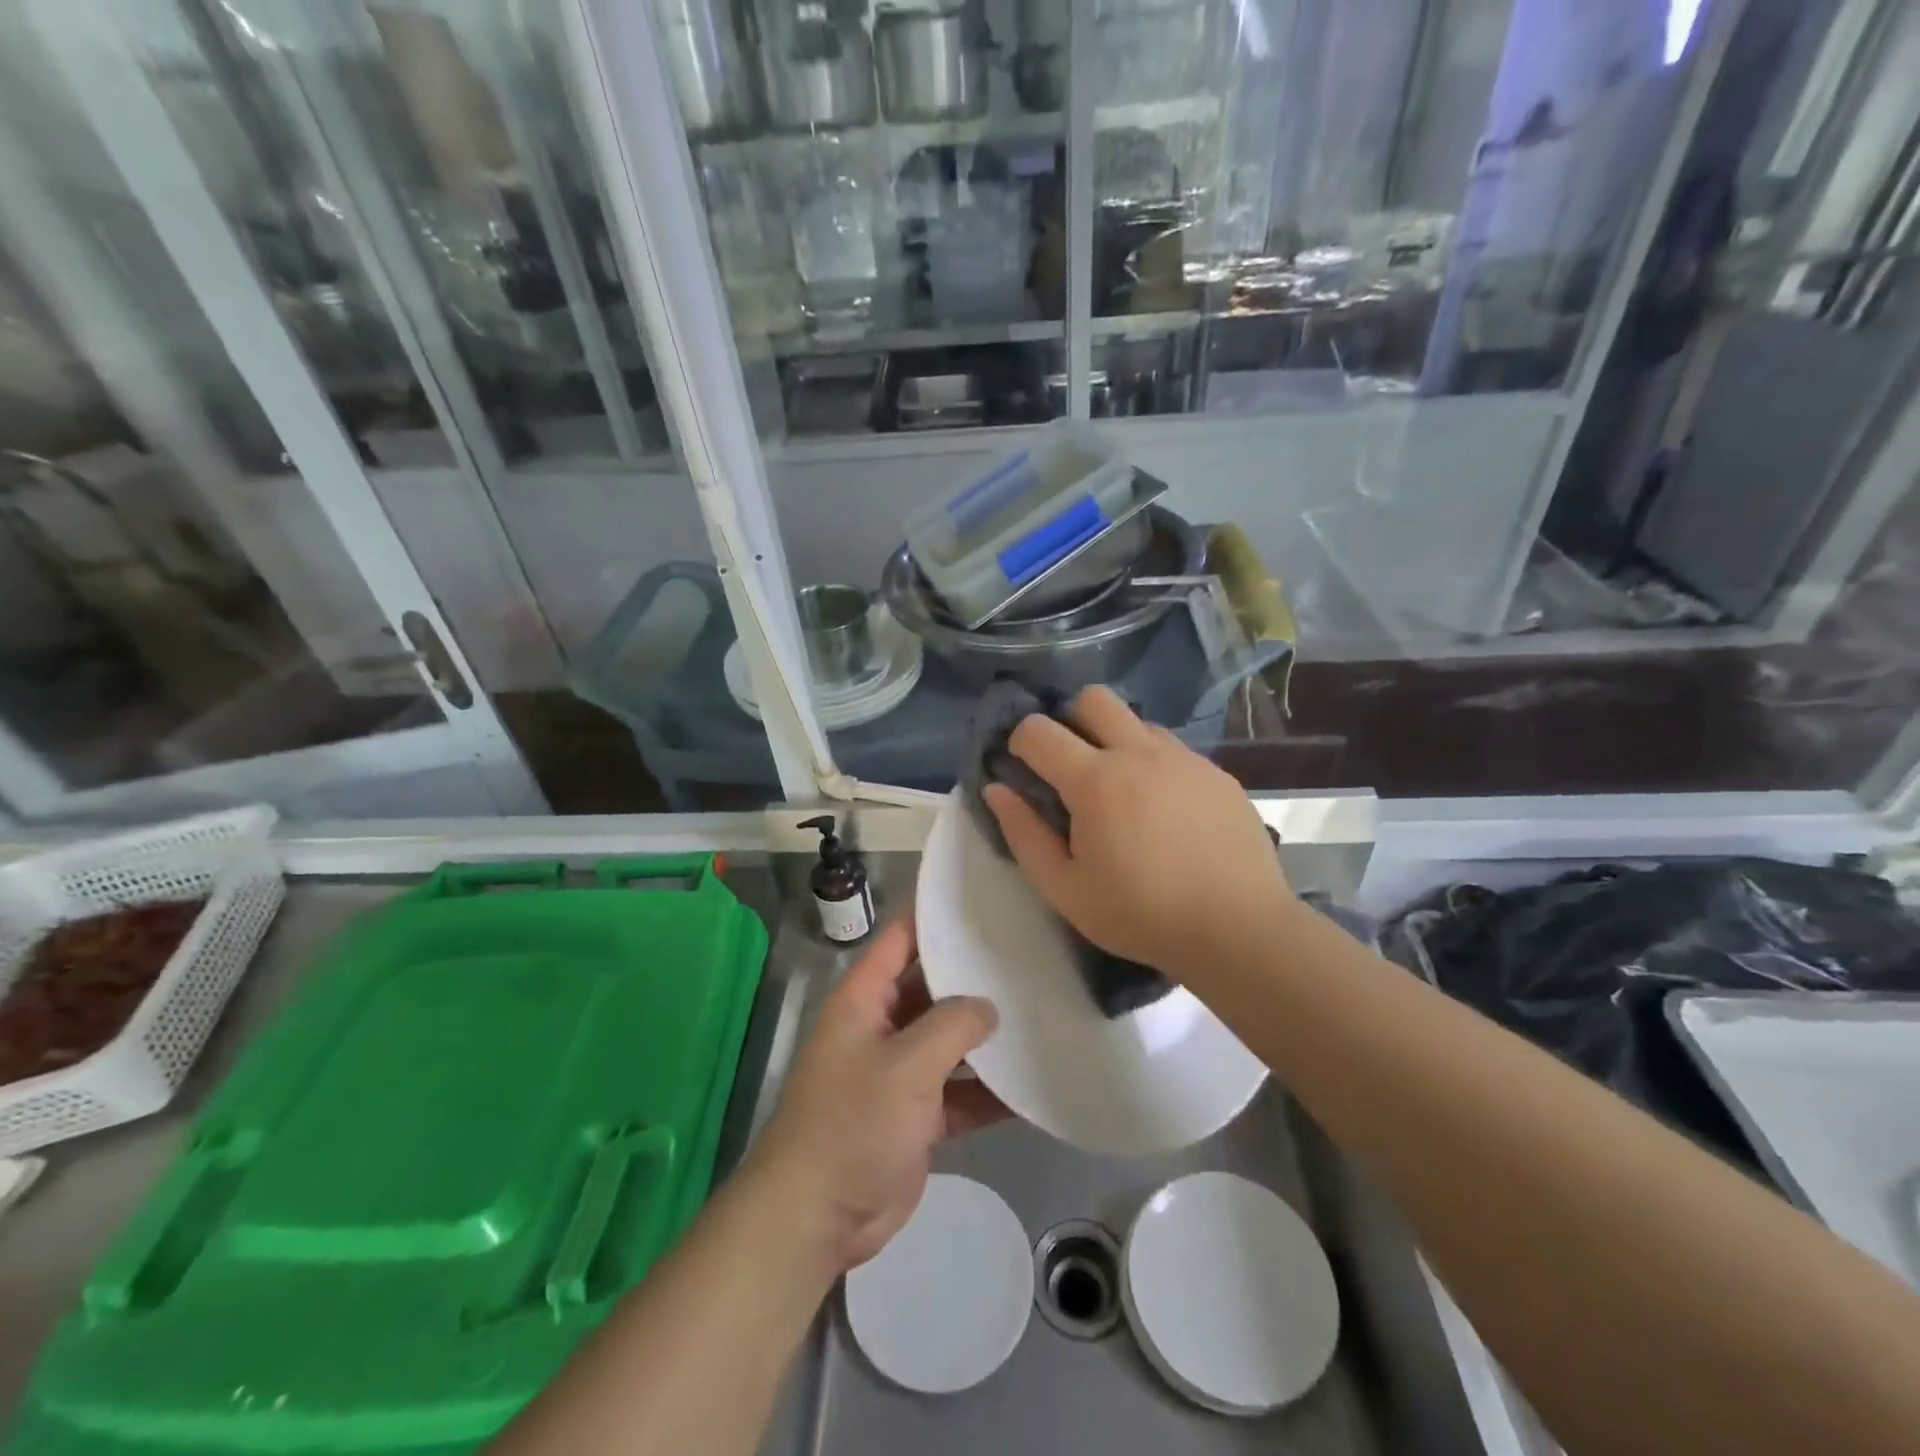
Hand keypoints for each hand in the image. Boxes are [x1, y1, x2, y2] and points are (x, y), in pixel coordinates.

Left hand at [744, 916, 1003, 1274]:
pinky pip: (959, 1093)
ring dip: (986, 1038)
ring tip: (1042, 1013)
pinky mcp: (917, 1117)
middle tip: (1030, 957)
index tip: (983, 899)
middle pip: (933, 989)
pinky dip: (988, 1092)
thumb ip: (952, 1026)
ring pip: (950, 1043)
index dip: (935, 916)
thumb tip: (988, 1006)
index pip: (901, 939)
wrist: (815, 1217)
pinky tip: (1032, 1086)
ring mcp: (900, 1074)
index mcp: (866, 999)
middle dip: (974, 978)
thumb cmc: (852, 1122)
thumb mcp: (906, 1064)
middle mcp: (882, 1027)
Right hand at [983, 685, 1293, 982]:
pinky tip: (1165, 812)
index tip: (1024, 769)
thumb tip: (997, 789)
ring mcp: (1184, 759)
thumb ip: (1023, 834)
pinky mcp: (1217, 773)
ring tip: (1122, 792)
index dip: (1020, 742)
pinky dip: (1155, 766)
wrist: (1238, 929)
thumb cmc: (1140, 915)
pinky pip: (1174, 750)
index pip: (1039, 729)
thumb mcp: (1065, 889)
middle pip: (1093, 698)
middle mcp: (1139, 753)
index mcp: (1095, 781)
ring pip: (1137, 721)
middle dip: (1070, 719)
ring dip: (1116, 742)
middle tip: (1072, 766)